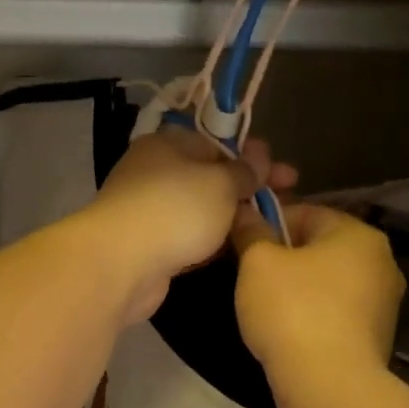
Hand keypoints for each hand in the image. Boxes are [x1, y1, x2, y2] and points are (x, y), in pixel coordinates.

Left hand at [80, 128, 296, 323]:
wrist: (120, 264)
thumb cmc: (174, 210)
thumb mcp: (220, 183)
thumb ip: (243, 171)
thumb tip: (259, 155)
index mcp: (167, 145)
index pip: (216, 143)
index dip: (252, 157)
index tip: (284, 174)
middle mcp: (155, 173)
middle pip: (210, 177)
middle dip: (248, 187)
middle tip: (287, 198)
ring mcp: (150, 211)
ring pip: (202, 210)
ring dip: (233, 216)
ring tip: (270, 225)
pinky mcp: (151, 246)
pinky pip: (190, 237)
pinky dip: (213, 239)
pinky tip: (239, 247)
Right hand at [232, 203, 403, 389]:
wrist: (329, 386)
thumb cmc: (293, 310)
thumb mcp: (258, 263)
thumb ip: (252, 232)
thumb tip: (245, 213)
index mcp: (359, 234)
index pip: (305, 212)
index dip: (268, 224)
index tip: (243, 246)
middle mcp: (382, 262)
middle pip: (320, 248)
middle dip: (284, 259)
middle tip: (251, 279)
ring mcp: (384, 304)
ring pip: (328, 284)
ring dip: (299, 290)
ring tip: (267, 311)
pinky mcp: (376, 339)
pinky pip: (336, 315)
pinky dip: (313, 318)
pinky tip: (290, 334)